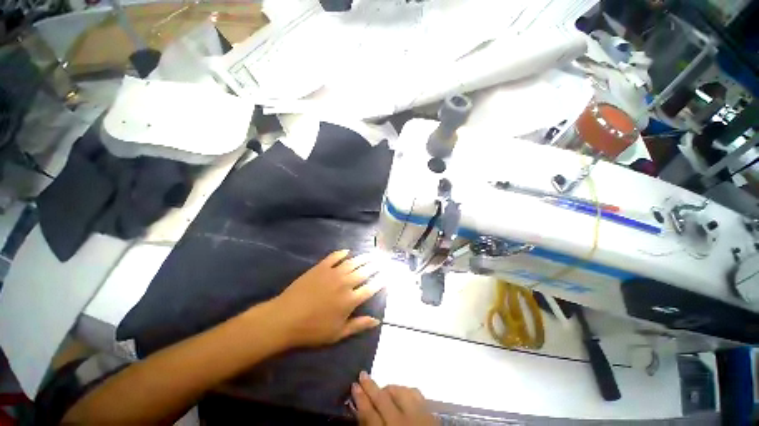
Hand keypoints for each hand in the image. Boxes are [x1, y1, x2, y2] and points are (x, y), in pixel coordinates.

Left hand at [272, 250, 382, 347]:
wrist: (285, 318)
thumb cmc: (312, 329)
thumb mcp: (337, 333)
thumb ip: (358, 325)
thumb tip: (377, 320)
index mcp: (350, 300)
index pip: (371, 288)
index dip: (381, 281)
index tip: (387, 275)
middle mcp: (345, 283)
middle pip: (364, 271)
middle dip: (375, 265)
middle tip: (382, 260)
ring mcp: (333, 273)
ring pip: (352, 262)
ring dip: (363, 258)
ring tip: (370, 254)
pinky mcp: (321, 267)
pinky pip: (334, 257)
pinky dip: (342, 253)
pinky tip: (347, 251)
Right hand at [352, 372, 436, 425]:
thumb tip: (362, 413)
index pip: (369, 415)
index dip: (360, 400)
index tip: (354, 386)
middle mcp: (401, 423)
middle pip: (382, 399)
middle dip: (370, 387)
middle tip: (362, 374)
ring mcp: (417, 416)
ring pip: (399, 392)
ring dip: (389, 388)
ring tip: (383, 389)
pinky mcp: (430, 413)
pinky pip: (416, 393)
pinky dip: (406, 391)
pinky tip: (403, 392)